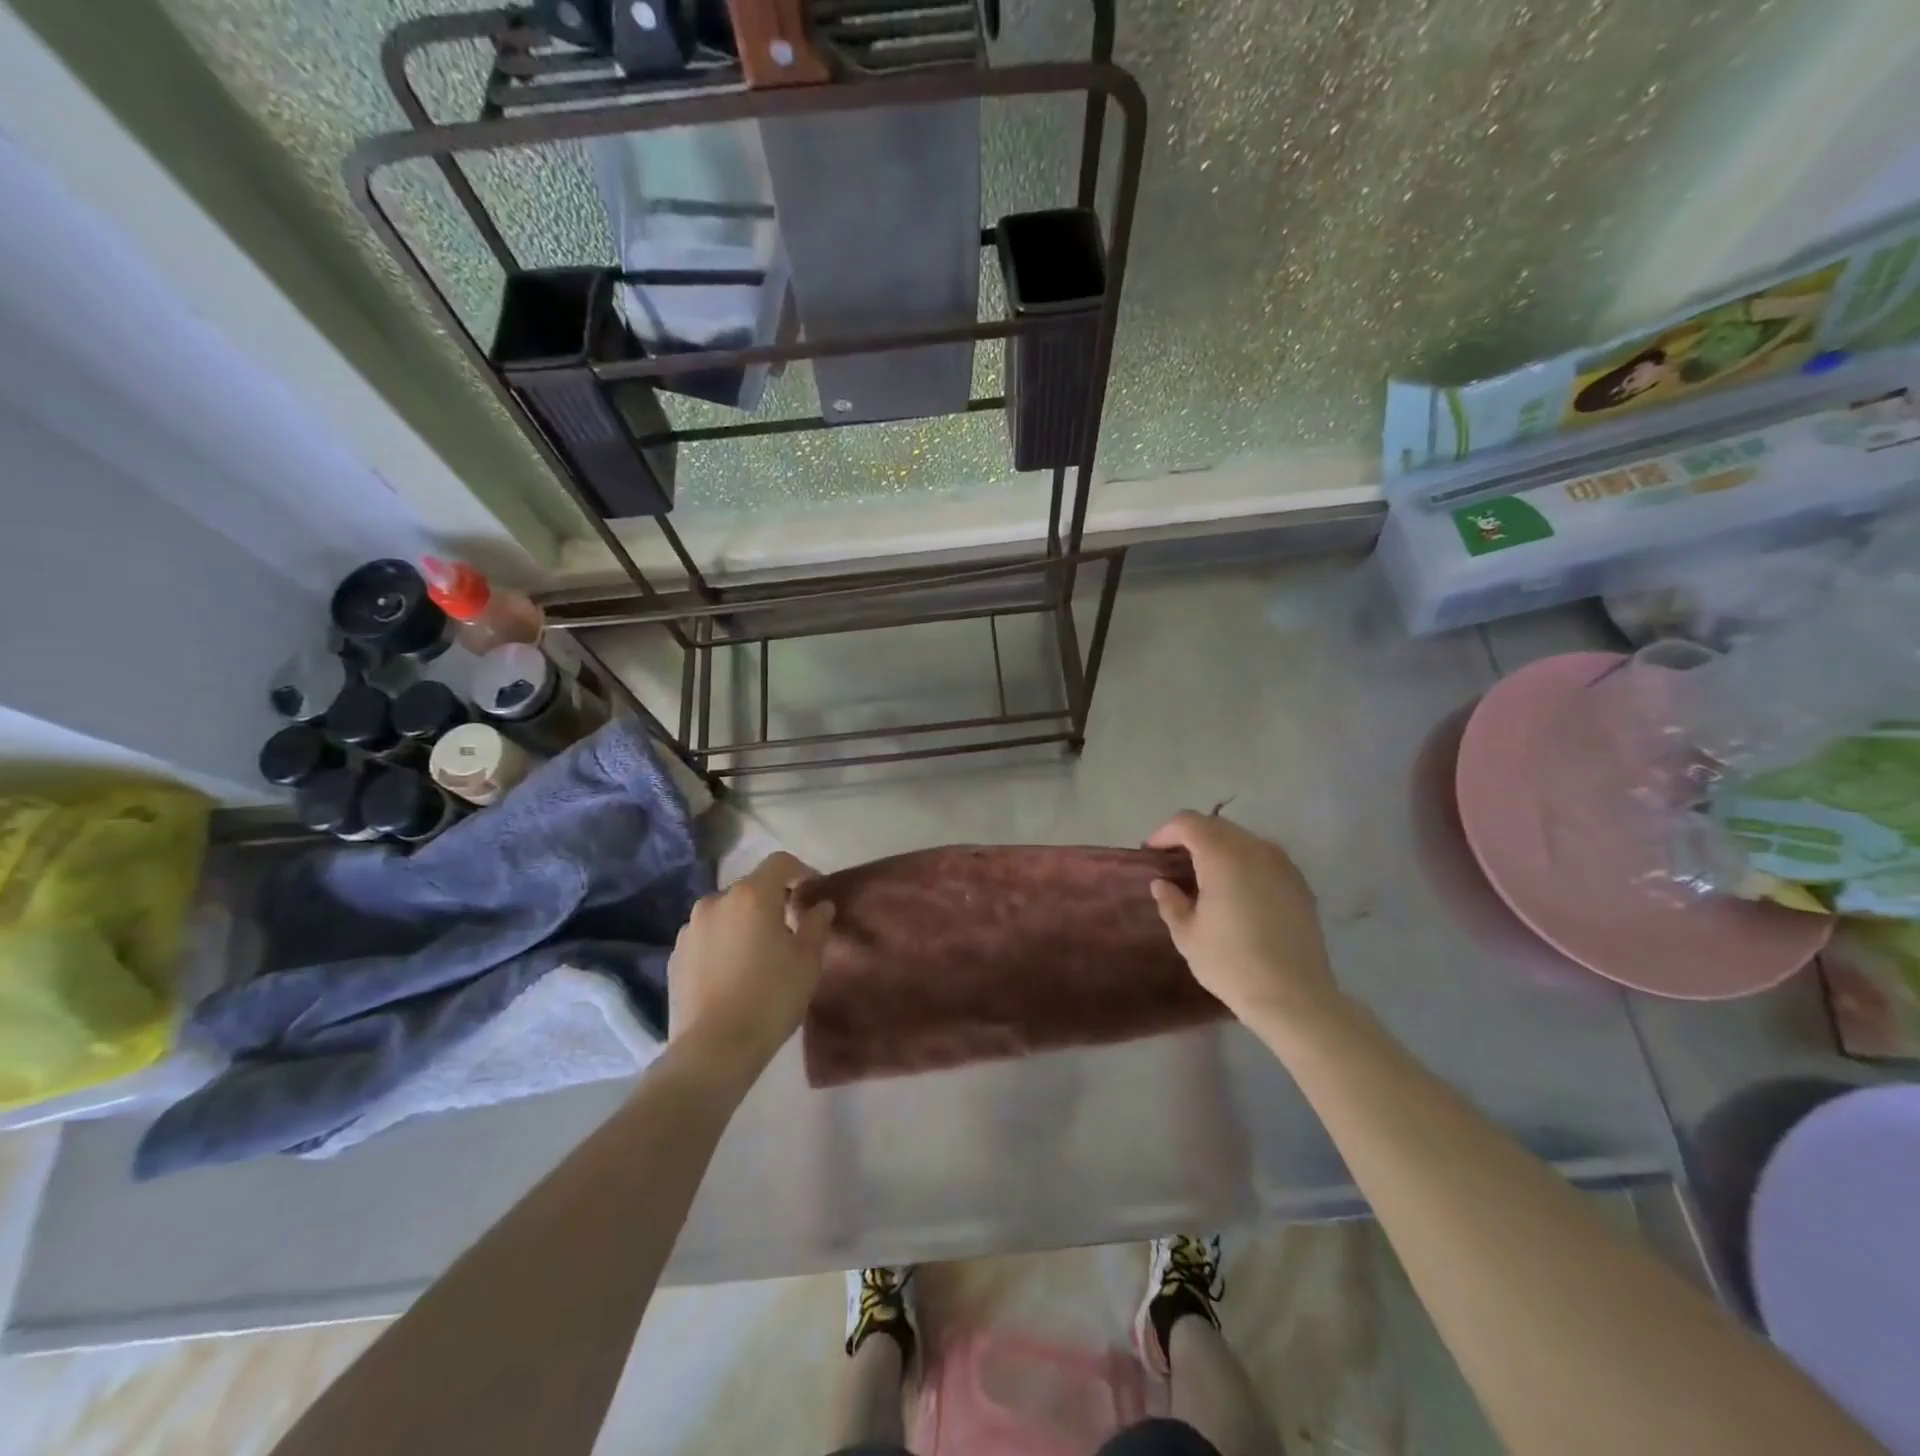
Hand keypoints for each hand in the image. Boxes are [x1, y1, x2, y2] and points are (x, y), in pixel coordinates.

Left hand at [667, 851, 834, 1077]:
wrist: (713, 1050)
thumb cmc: (771, 998)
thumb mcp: (807, 961)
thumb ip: (816, 924)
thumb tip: (821, 905)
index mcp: (751, 895)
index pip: (780, 863)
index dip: (801, 871)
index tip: (813, 892)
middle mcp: (716, 902)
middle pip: (751, 888)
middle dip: (772, 901)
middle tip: (789, 929)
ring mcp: (690, 929)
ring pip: (726, 913)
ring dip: (744, 922)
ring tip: (757, 955)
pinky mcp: (675, 956)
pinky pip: (707, 937)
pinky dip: (722, 944)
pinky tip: (732, 974)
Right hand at [1147, 811, 1344, 1032]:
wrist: (1294, 997)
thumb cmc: (1231, 963)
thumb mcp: (1187, 935)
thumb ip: (1171, 902)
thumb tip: (1163, 883)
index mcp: (1223, 856)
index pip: (1188, 823)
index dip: (1165, 833)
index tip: (1151, 853)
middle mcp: (1255, 849)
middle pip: (1216, 826)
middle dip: (1191, 837)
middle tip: (1173, 863)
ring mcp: (1282, 864)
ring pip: (1242, 839)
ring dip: (1219, 848)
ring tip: (1204, 876)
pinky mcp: (1299, 883)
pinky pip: (1264, 858)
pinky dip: (1243, 862)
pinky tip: (1236, 891)